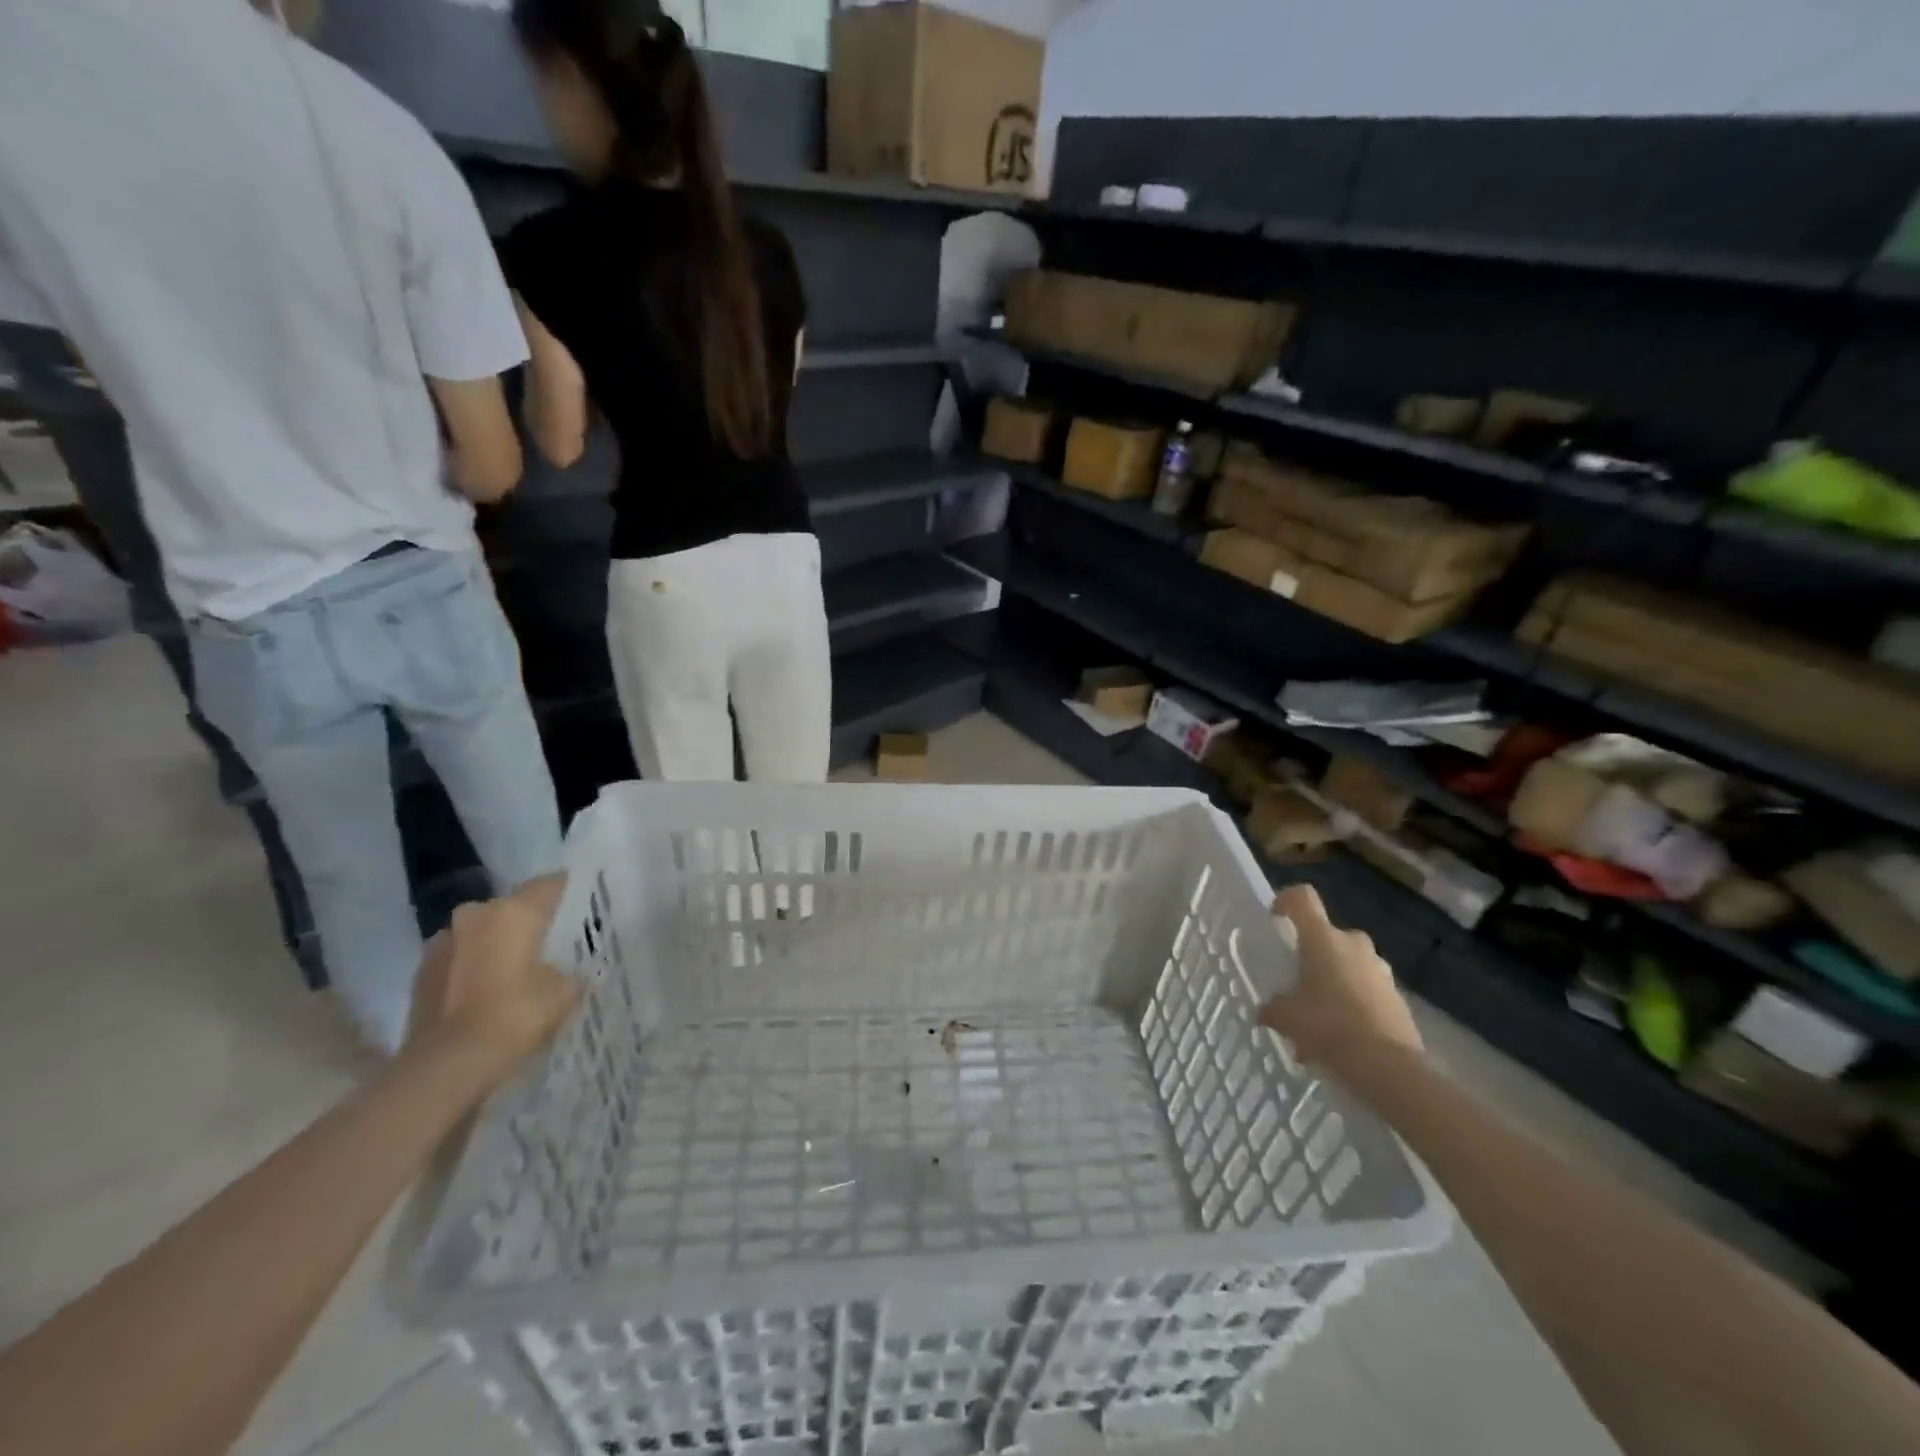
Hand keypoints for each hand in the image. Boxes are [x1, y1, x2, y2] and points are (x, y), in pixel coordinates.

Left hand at [405, 876, 582, 1088]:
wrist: (444, 1067)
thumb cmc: (513, 1017)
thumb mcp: (564, 994)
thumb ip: (574, 973)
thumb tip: (576, 971)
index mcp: (514, 911)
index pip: (550, 884)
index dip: (570, 892)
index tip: (584, 905)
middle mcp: (475, 914)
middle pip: (512, 908)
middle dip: (530, 923)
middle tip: (552, 944)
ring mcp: (443, 942)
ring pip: (483, 933)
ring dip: (498, 945)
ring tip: (518, 971)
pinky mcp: (421, 972)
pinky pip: (460, 958)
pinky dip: (475, 968)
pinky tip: (489, 993)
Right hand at [1259, 884, 1423, 1068]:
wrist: (1389, 1068)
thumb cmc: (1329, 1028)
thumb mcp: (1286, 1019)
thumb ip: (1272, 1008)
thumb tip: (1264, 1011)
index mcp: (1322, 939)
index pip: (1302, 897)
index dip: (1286, 901)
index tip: (1276, 920)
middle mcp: (1354, 944)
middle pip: (1327, 935)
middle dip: (1312, 955)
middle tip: (1298, 982)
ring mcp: (1380, 969)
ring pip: (1349, 963)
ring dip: (1334, 980)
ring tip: (1319, 1017)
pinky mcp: (1397, 996)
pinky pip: (1367, 988)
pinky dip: (1353, 1002)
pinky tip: (1341, 1035)